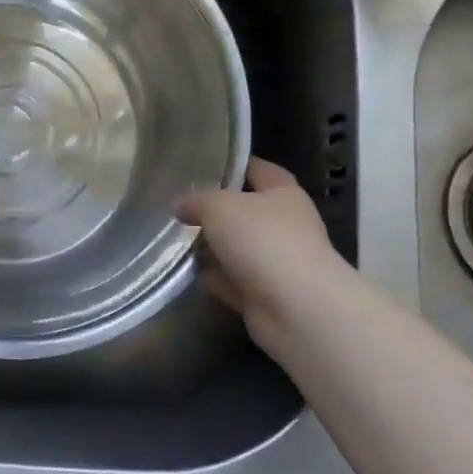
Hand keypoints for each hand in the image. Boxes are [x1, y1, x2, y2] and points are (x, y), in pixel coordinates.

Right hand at [178, 158, 347, 349]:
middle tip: (180, 208)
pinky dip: (214, 279)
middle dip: (216, 212)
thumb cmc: (263, 240)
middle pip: (246, 212)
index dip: (237, 165)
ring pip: (237, 249)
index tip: (207, 164)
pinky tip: (189, 273)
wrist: (296, 309)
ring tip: (176, 241)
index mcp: (283, 195)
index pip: (261, 170)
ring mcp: (277, 263)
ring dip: (212, 248)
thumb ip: (197, 200)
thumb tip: (184, 207)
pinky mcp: (265, 296)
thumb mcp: (219, 205)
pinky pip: (232, 281)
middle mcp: (285, 226)